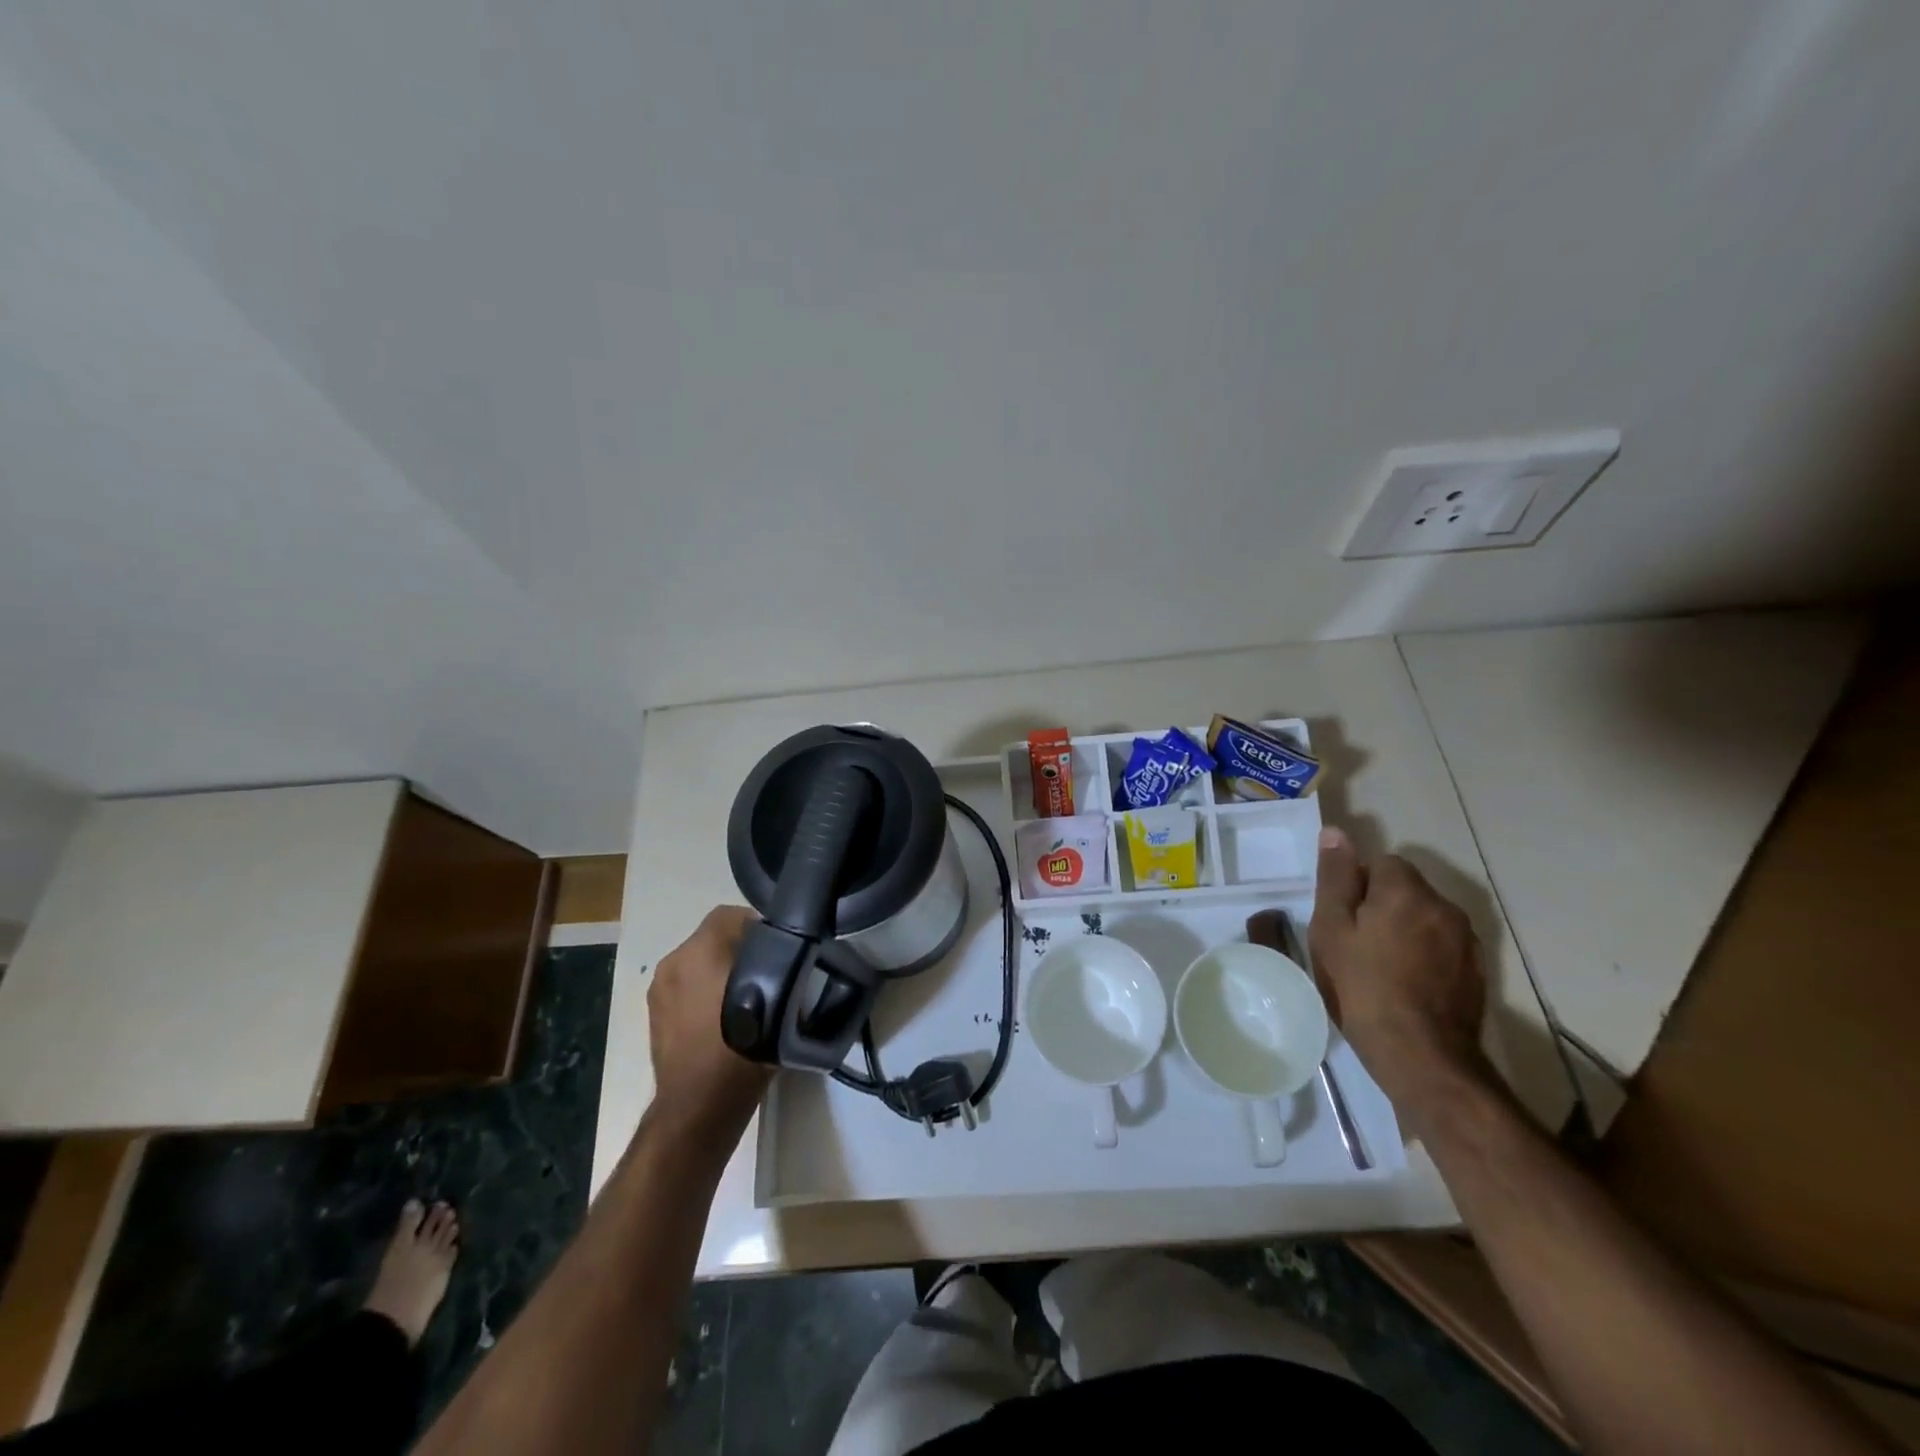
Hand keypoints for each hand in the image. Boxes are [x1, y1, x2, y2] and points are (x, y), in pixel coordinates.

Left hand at [647, 906, 772, 1143]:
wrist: (699, 1105)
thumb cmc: (742, 1049)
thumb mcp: (778, 1002)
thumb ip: (781, 967)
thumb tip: (791, 956)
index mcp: (700, 950)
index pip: (732, 915)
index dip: (759, 926)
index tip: (780, 947)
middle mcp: (674, 960)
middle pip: (713, 938)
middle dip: (739, 948)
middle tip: (768, 971)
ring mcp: (659, 988)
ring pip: (698, 962)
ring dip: (720, 969)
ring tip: (747, 995)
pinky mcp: (654, 1013)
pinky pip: (686, 985)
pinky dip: (703, 990)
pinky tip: (723, 1016)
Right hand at [1307, 827, 1491, 1120]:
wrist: (1421, 1055)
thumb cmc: (1362, 987)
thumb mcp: (1331, 929)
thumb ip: (1336, 878)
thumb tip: (1336, 832)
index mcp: (1406, 890)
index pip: (1382, 863)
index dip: (1358, 886)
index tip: (1343, 919)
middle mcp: (1444, 906)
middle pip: (1406, 889)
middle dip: (1382, 906)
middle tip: (1355, 944)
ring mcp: (1467, 941)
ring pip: (1425, 918)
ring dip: (1404, 930)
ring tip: (1380, 967)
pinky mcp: (1477, 972)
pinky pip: (1442, 946)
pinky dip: (1424, 955)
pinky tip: (1406, 985)